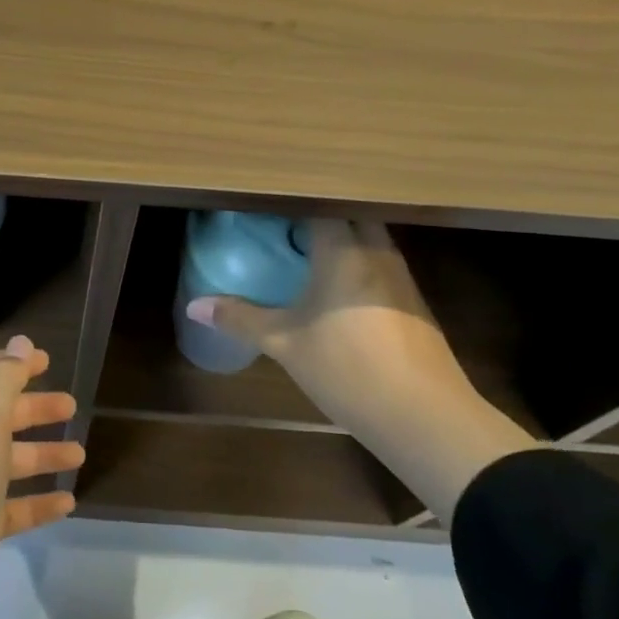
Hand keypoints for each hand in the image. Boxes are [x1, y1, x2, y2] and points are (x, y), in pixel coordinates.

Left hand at [0, 335, 81, 618]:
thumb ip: (4, 377)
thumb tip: (20, 343)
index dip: (7, 362)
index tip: (47, 361)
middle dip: (29, 408)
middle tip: (72, 406)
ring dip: (37, 454)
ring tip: (79, 454)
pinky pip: (1, 509)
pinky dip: (32, 502)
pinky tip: (66, 504)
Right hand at [187, 218, 462, 422]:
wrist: (425, 417)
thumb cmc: (347, 368)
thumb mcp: (285, 343)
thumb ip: (240, 318)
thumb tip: (194, 306)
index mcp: (344, 250)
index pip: (319, 204)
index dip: (292, 201)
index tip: (266, 205)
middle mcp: (377, 252)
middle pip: (351, 215)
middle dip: (320, 216)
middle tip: (285, 228)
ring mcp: (401, 277)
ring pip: (371, 240)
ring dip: (344, 240)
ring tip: (307, 254)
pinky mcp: (416, 303)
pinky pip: (381, 266)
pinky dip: (359, 266)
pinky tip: (341, 291)